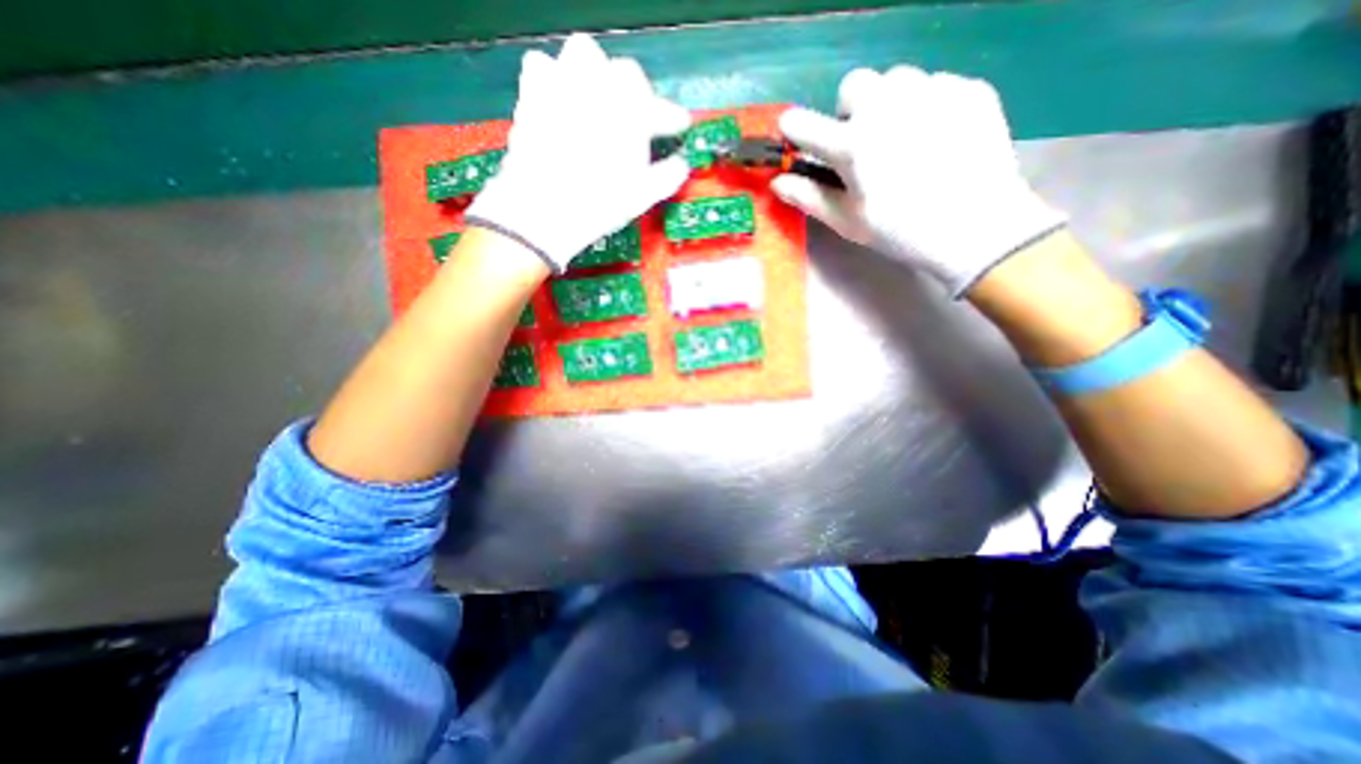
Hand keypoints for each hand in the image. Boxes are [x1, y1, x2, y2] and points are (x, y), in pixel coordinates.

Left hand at [465, 37, 691, 273]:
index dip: (672, 117)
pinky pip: (543, 65)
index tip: (679, 126)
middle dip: (636, 93)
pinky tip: (560, 99)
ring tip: (598, 100)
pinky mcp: (533, 92)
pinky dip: (555, 77)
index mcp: (631, 113)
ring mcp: (563, 84)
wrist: (544, 209)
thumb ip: (666, 176)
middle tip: (636, 118)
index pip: (660, 108)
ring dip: (596, 73)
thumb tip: (681, 165)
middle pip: (625, 74)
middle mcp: (599, 88)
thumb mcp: (641, 196)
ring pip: (583, 54)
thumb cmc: (599, 204)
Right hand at [771, 64, 1066, 296]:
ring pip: (896, 80)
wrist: (977, 227)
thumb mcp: (848, 222)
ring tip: (903, 140)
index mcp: (851, 145)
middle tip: (863, 144)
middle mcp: (886, 107)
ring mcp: (931, 91)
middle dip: (850, 111)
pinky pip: (934, 85)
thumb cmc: (901, 232)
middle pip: (853, 85)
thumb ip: (809, 197)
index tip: (798, 139)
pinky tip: (938, 140)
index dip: (794, 130)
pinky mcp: (967, 89)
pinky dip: (927, 107)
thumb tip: (778, 182)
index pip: (801, 123)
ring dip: (889, 105)